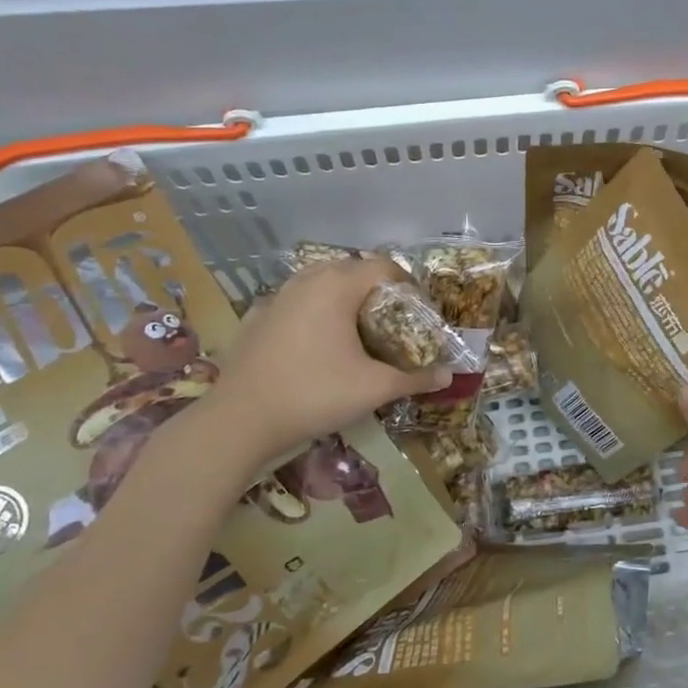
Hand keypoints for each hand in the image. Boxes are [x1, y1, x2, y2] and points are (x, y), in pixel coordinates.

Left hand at [214, 259, 449, 460]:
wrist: (240, 421)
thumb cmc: (314, 394)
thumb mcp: (373, 388)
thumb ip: (414, 379)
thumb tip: (448, 377)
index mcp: (337, 286)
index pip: (384, 267)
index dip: (408, 285)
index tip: (419, 312)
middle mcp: (306, 281)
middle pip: (352, 270)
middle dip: (376, 291)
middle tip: (392, 322)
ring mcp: (276, 297)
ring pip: (319, 284)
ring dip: (342, 299)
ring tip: (356, 331)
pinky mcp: (256, 318)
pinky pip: (294, 303)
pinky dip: (312, 314)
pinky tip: (315, 344)